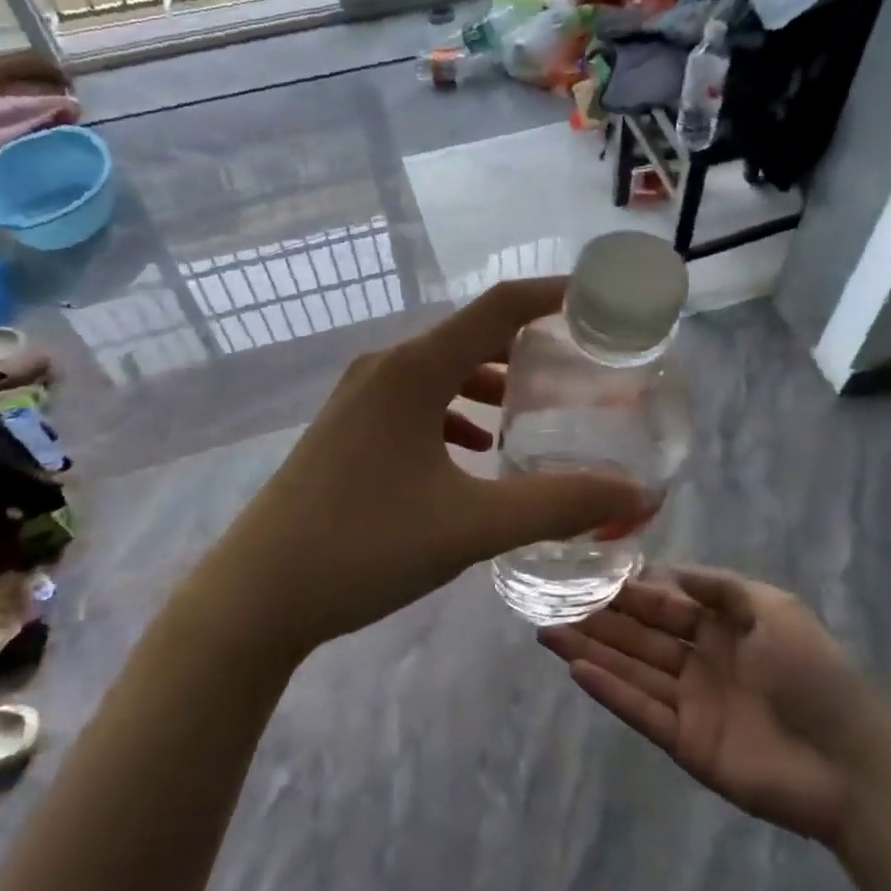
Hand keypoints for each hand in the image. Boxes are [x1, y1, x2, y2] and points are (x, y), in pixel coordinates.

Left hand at [204, 279, 649, 655]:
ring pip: (442, 370)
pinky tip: (476, 451)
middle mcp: (385, 368)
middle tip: (583, 365)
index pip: (499, 307)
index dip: (555, 295)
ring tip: (536, 408)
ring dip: (491, 382)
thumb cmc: (364, 548)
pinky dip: (456, 413)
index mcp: (414, 370)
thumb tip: (633, 495)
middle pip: (471, 335)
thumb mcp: (472, 526)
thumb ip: (557, 505)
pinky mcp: (348, 429)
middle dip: (530, 344)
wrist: (257, 595)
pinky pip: (417, 401)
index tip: (603, 302)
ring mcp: (359, 398)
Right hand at [538, 568, 880, 843]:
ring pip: (632, 670)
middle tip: (551, 603)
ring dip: (591, 651)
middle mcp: (700, 662)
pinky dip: (609, 691)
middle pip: (640, 637)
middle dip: (598, 620)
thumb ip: (722, 587)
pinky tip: (577, 669)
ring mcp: (691, 704)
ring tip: (547, 632)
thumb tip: (671, 569)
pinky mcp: (685, 743)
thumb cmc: (812, 673)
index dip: (629, 592)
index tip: (587, 576)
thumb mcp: (775, 610)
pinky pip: (640, 710)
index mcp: (723, 629)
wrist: (850, 763)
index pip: (665, 605)